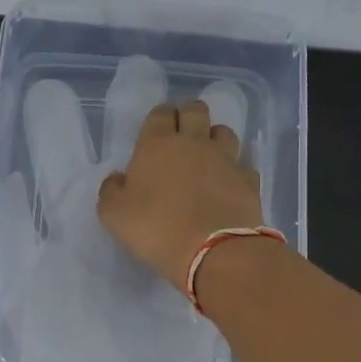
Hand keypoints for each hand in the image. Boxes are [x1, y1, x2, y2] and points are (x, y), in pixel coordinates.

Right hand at [98, 100, 264, 290]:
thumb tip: (118, 179)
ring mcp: (226, 159)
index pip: (160, 112)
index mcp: (158, 144)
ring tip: (207, 157)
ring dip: (214, 138)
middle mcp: (194, 142)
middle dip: (188, 116)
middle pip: (196, 110)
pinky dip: (235, 171)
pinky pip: (243, 166)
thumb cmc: (157, 228)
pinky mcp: (249, 180)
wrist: (214, 251)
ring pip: (224, 131)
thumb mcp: (114, 214)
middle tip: (181, 136)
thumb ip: (111, 190)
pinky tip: (228, 185)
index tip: (155, 133)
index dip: (158, 118)